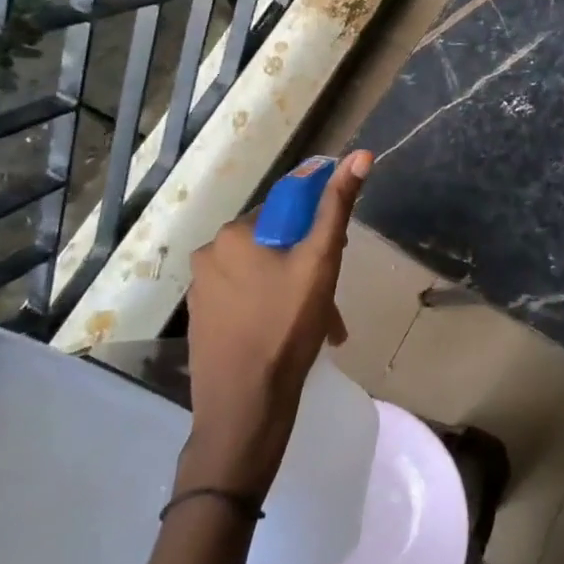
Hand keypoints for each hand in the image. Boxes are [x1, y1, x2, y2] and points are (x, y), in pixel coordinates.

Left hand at [178, 151, 371, 500]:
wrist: (244, 409)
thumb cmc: (285, 328)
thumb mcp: (321, 262)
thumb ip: (337, 206)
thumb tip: (361, 154)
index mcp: (234, 234)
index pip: (287, 207)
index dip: (319, 224)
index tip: (339, 252)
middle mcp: (210, 254)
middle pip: (276, 242)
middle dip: (308, 263)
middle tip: (332, 296)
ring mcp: (202, 291)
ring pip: (263, 273)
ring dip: (294, 289)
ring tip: (322, 325)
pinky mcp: (203, 322)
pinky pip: (246, 299)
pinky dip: (272, 308)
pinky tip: (294, 335)